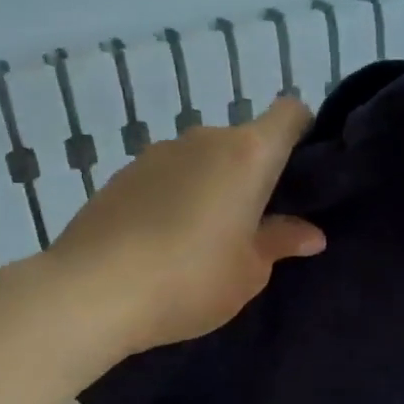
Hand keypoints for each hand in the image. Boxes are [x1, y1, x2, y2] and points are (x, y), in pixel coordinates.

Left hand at [49, 96, 324, 356]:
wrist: (92, 292)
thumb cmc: (191, 279)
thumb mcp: (249, 271)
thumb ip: (280, 242)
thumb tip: (310, 234)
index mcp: (247, 155)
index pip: (290, 112)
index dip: (302, 131)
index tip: (299, 172)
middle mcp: (203, 140)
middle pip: (243, 140)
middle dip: (254, 173)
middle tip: (253, 225)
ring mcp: (157, 153)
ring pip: (201, 159)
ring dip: (211, 186)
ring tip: (201, 239)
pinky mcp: (122, 174)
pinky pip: (166, 176)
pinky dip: (174, 196)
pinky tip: (160, 241)